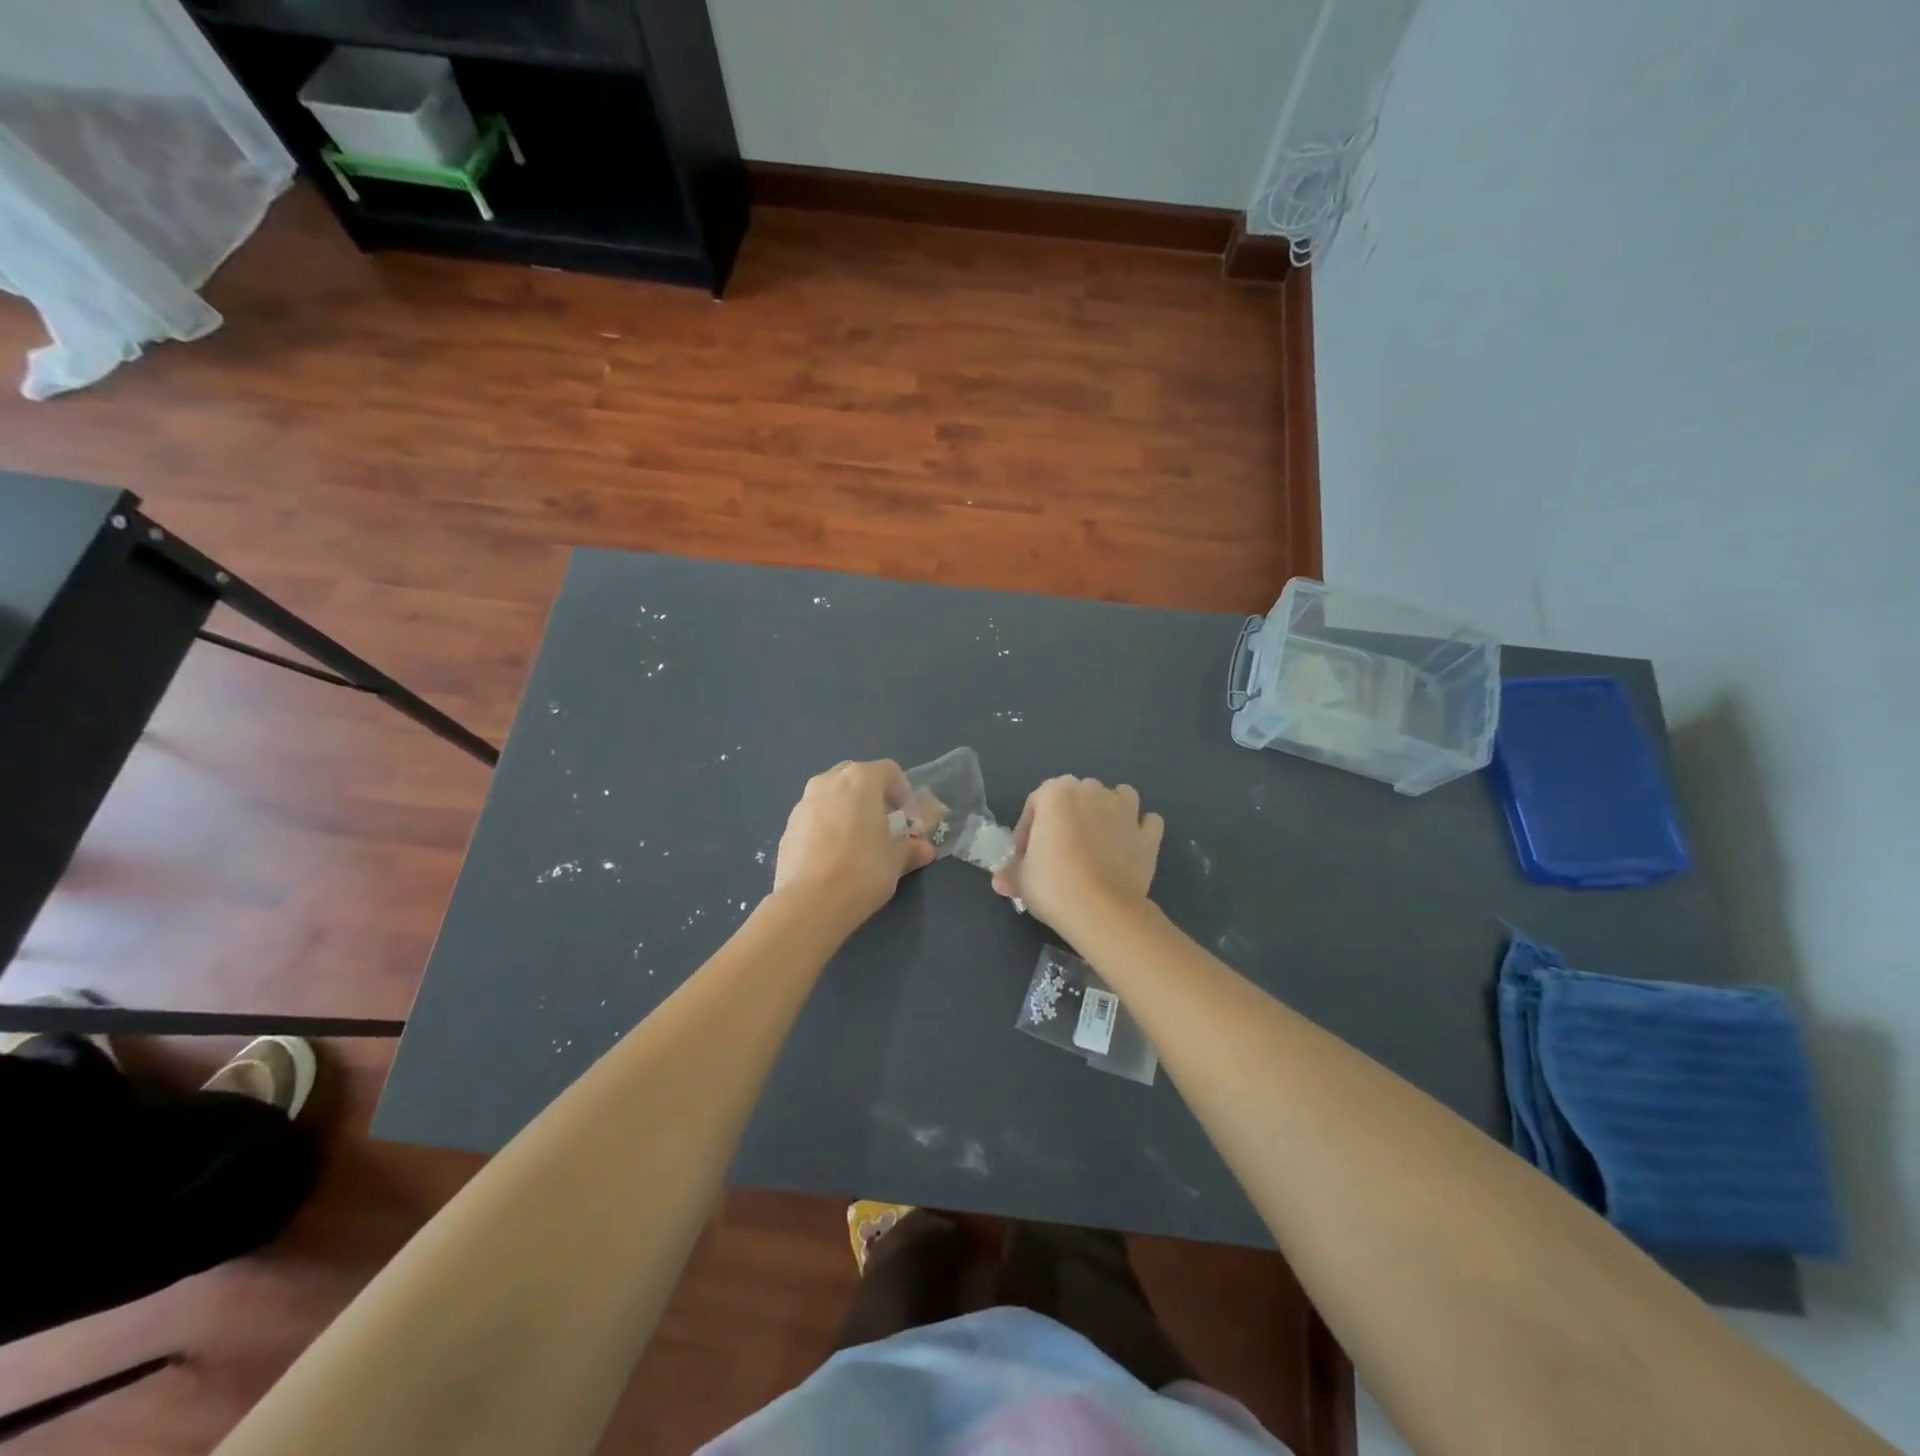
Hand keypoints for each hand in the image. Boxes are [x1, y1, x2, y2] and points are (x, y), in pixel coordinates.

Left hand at [773, 760, 935, 924]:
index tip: (908, 815)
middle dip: (872, 796)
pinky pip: (814, 817)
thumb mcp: (896, 860)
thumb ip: (911, 848)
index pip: (889, 770)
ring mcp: (803, 803)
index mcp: (860, 780)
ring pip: (831, 795)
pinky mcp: (788, 826)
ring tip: (856, 840)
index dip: (903, 790)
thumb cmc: (863, 870)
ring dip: (846, 809)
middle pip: (856, 777)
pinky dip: (826, 826)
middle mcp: (829, 781)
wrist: (810, 902)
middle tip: (883, 823)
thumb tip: (924, 849)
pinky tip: (833, 855)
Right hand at [991, 776, 1162, 934]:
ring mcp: (1124, 810)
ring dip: (1108, 811)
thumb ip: (1012, 873)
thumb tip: (1000, 881)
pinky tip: (1129, 846)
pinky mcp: (1148, 835)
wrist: (1100, 908)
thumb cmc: (1052, 884)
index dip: (1026, 831)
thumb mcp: (1022, 879)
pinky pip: (1146, 823)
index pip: (1035, 804)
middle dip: (1066, 819)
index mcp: (1056, 792)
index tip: (1024, 858)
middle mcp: (1092, 791)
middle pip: (1075, 796)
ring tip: (1097, 840)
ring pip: (1117, 797)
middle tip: (1056, 853)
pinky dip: (1139, 830)